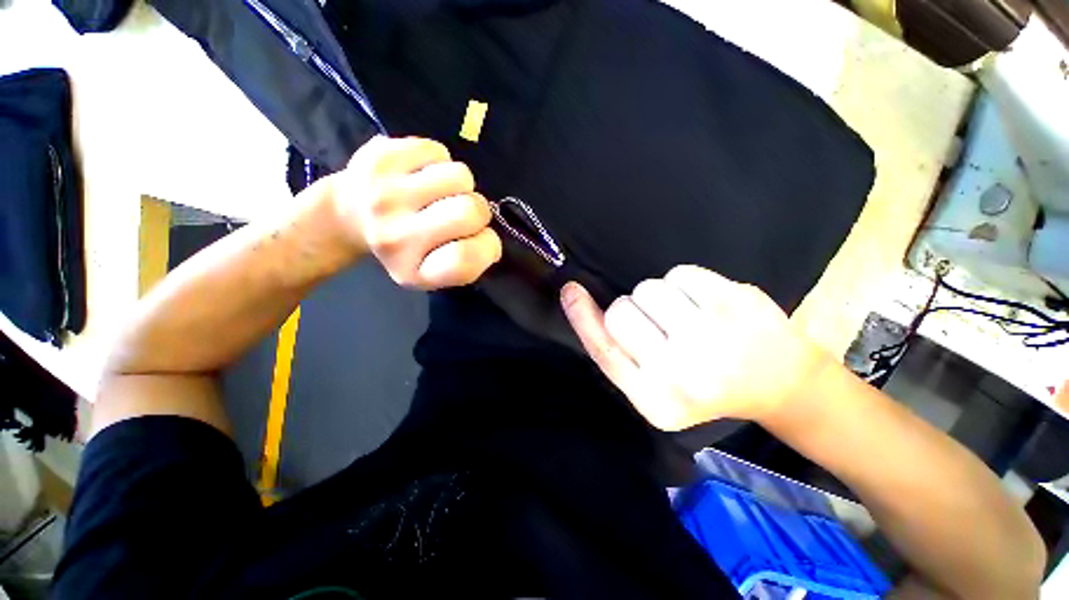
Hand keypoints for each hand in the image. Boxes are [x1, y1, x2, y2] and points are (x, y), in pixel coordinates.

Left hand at [328, 136, 501, 288]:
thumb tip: (489, 235)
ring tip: (439, 193)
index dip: (485, 247)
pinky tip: (422, 174)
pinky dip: (439, 162)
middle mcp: (394, 237)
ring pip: (460, 176)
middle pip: (471, 211)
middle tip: (458, 213)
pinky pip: (439, 151)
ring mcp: (384, 193)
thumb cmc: (405, 248)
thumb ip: (469, 263)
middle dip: (478, 211)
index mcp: (413, 271)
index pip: (466, 260)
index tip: (473, 241)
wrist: (346, 216)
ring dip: (460, 185)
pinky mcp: (380, 157)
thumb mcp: (435, 273)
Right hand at [561, 265, 830, 429]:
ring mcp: (712, 337)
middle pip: (620, 312)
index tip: (570, 290)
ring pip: (647, 288)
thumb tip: (576, 298)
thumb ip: (616, 351)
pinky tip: (706, 305)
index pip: (605, 350)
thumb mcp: (654, 384)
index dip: (582, 317)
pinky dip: (685, 284)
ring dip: (658, 297)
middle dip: (631, 310)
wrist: (780, 383)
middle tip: (657, 325)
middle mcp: (681, 374)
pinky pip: (680, 273)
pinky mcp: (735, 303)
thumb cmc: (705, 385)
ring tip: (685, 316)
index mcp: (656, 401)